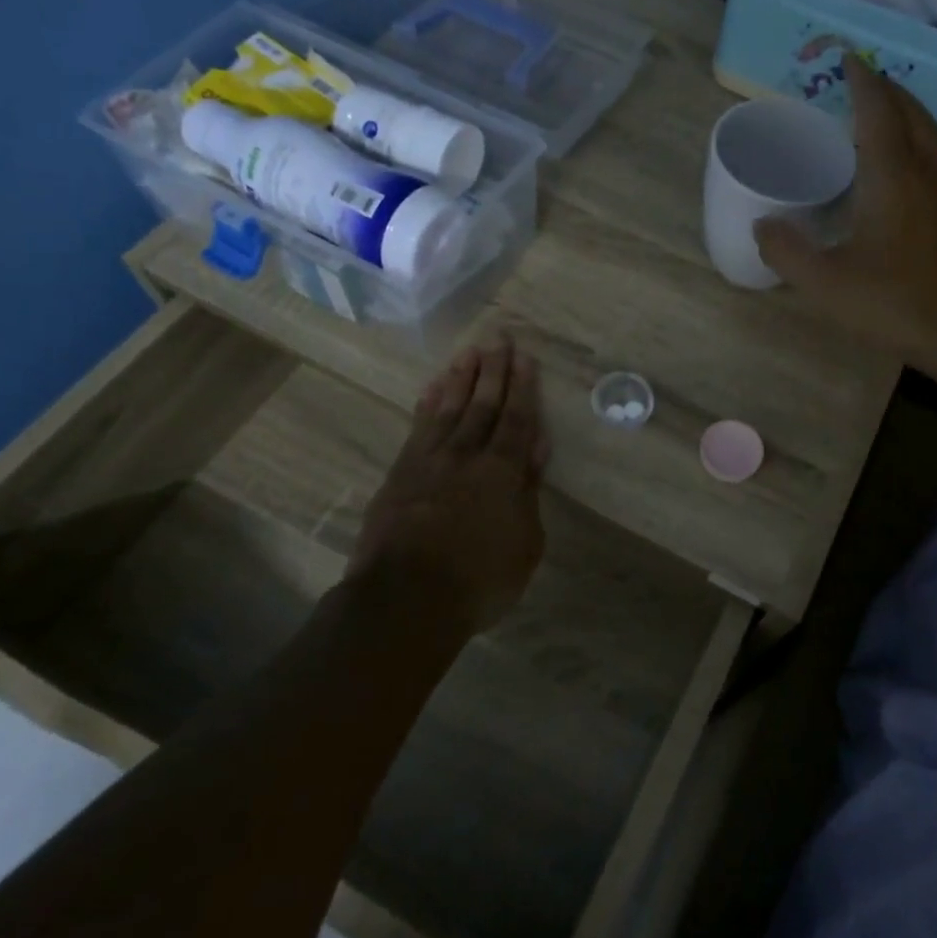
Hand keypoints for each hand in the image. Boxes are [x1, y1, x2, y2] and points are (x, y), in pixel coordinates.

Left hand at [346, 336, 549, 634]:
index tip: (524, 357)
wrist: (405, 599)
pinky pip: (418, 427)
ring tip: (468, 352)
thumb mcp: (525, 543)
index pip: (516, 419)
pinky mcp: (400, 473)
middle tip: (498, 338)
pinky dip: (427, 404)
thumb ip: (529, 491)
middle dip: (493, 371)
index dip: (523, 387)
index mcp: (502, 471)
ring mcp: (429, 461)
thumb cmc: (479, 579)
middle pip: (482, 404)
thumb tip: (536, 447)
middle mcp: (466, 455)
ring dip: (460, 378)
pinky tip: (432, 389)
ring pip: (449, 408)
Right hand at [755, 56, 936, 378]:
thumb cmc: (895, 302)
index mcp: (892, 176)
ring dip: (909, 113)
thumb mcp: (826, 284)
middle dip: (887, 90)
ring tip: (887, 113)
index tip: (849, 59)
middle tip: (864, 81)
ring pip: (933, 134)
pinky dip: (922, 142)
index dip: (862, 81)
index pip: (877, 111)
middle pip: (911, 113)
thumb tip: (762, 225)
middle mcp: (927, 171)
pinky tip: (911, 166)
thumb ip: (787, 252)